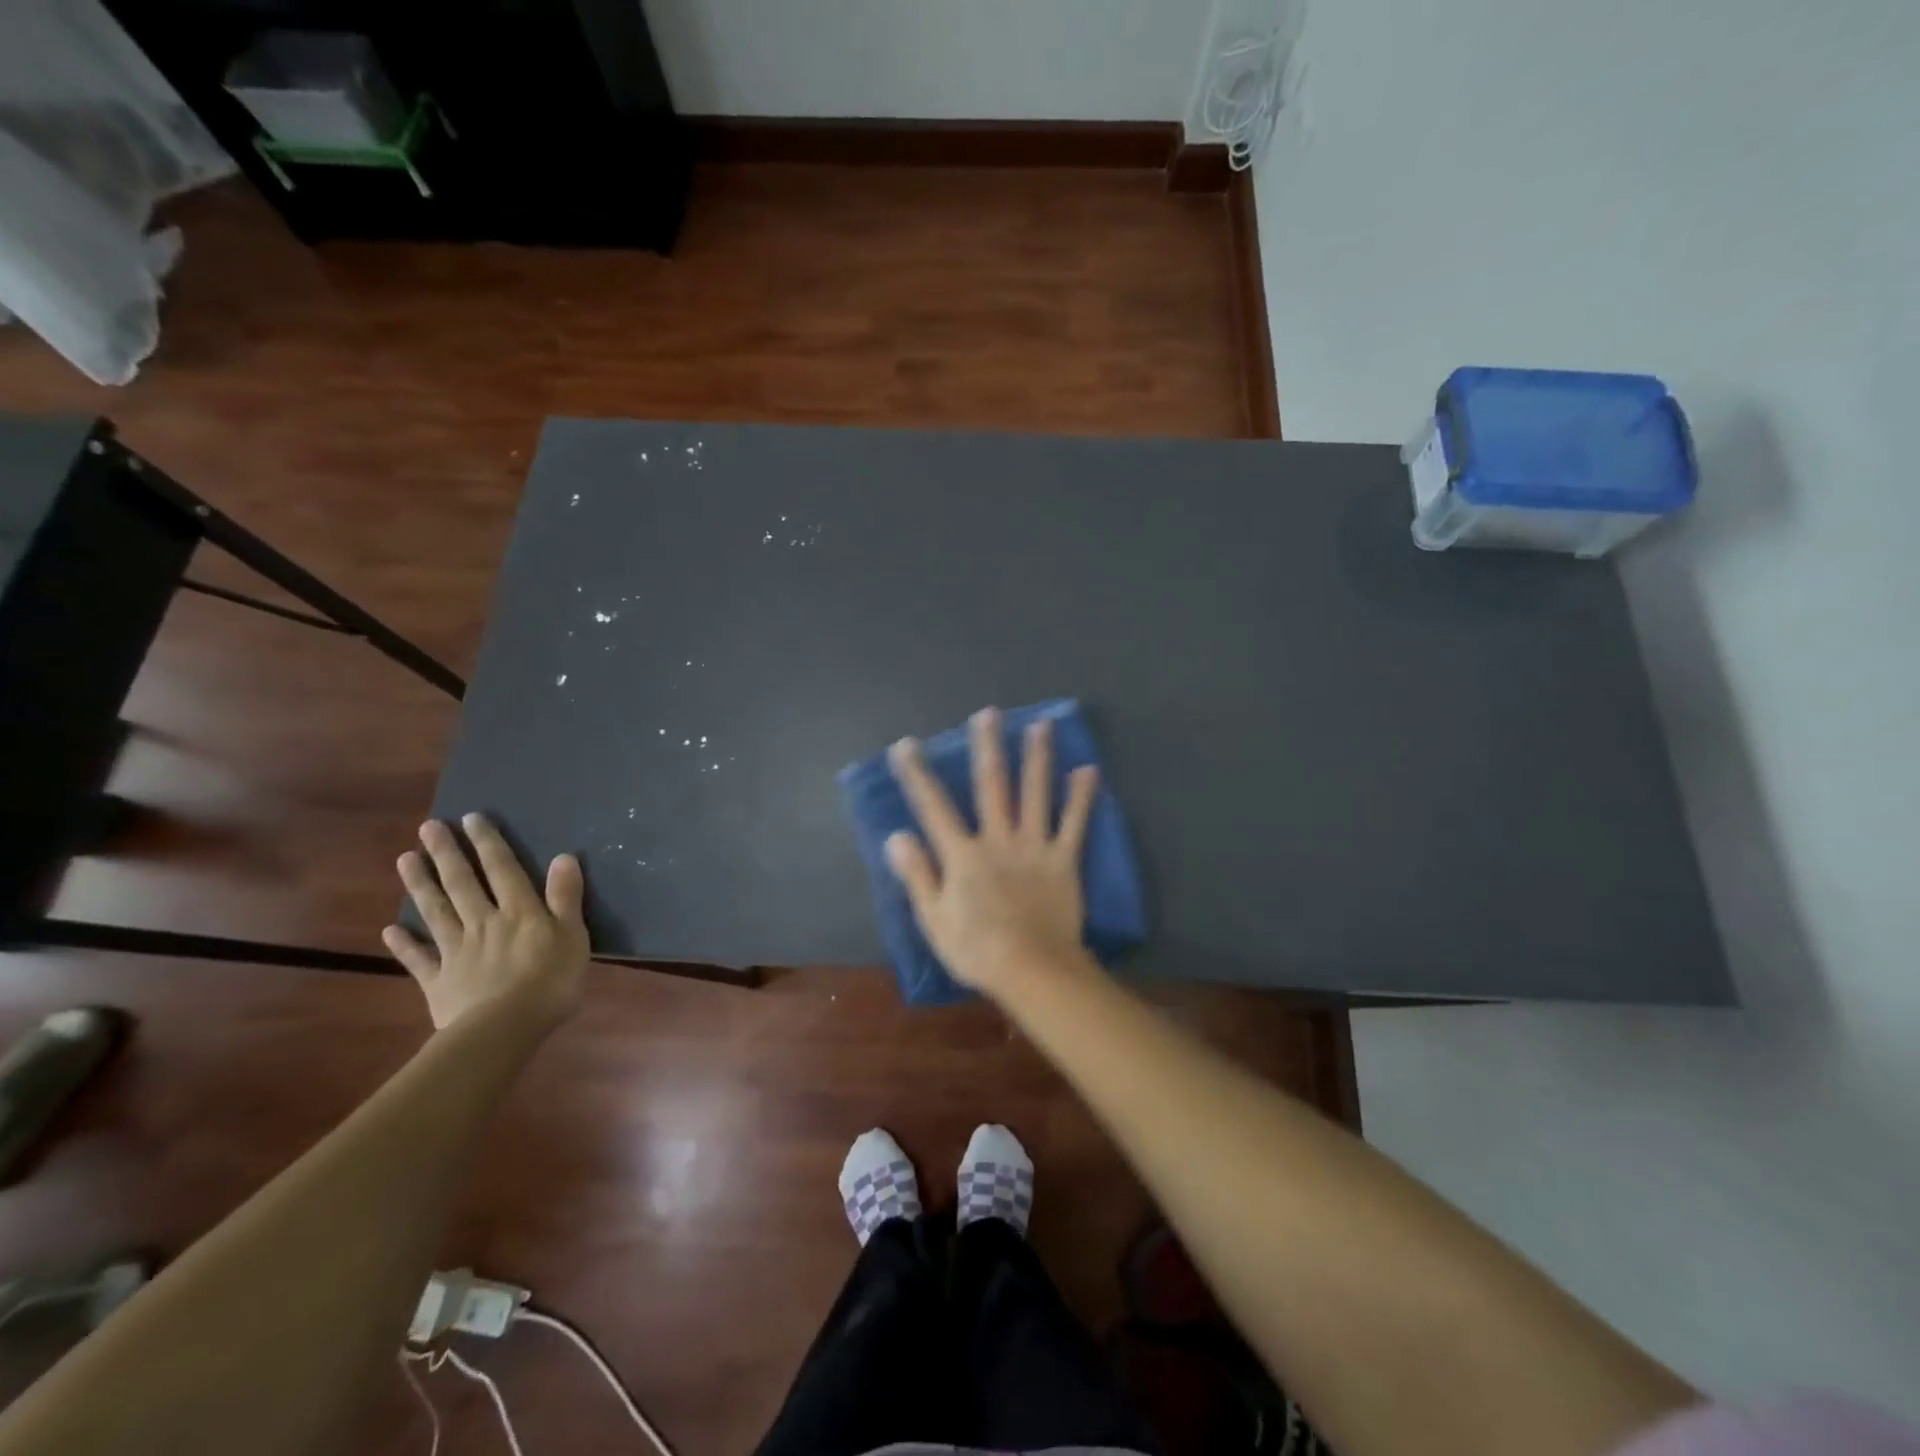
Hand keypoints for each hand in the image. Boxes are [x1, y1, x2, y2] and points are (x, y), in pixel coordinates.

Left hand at [382, 814, 590, 1030]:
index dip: (488, 843)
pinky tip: (389, 930)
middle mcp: (483, 922)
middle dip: (446, 854)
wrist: (504, 1029)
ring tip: (405, 860)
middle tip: (428, 828)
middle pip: (462, 883)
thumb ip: (565, 896)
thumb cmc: (550, 980)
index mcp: (519, 912)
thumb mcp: (573, 935)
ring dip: (420, 885)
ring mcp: (456, 951)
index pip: (502, 869)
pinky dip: (404, 944)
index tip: (471, 818)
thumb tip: (563, 856)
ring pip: (436, 912)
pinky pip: (419, 959)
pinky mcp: (438, 981)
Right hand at [884, 707, 1100, 995]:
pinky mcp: (1063, 859)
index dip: (918, 775)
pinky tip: (1088, 770)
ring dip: (1037, 757)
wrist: (1033, 969)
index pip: (934, 807)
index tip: (907, 745)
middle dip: (988, 747)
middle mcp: (998, 838)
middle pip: (992, 785)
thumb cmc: (976, 949)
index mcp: (963, 854)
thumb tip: (897, 836)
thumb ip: (917, 874)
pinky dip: (1081, 797)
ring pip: (1035, 793)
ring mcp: (1033, 846)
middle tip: (989, 713)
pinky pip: (1074, 823)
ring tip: (1041, 725)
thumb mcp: (933, 919)